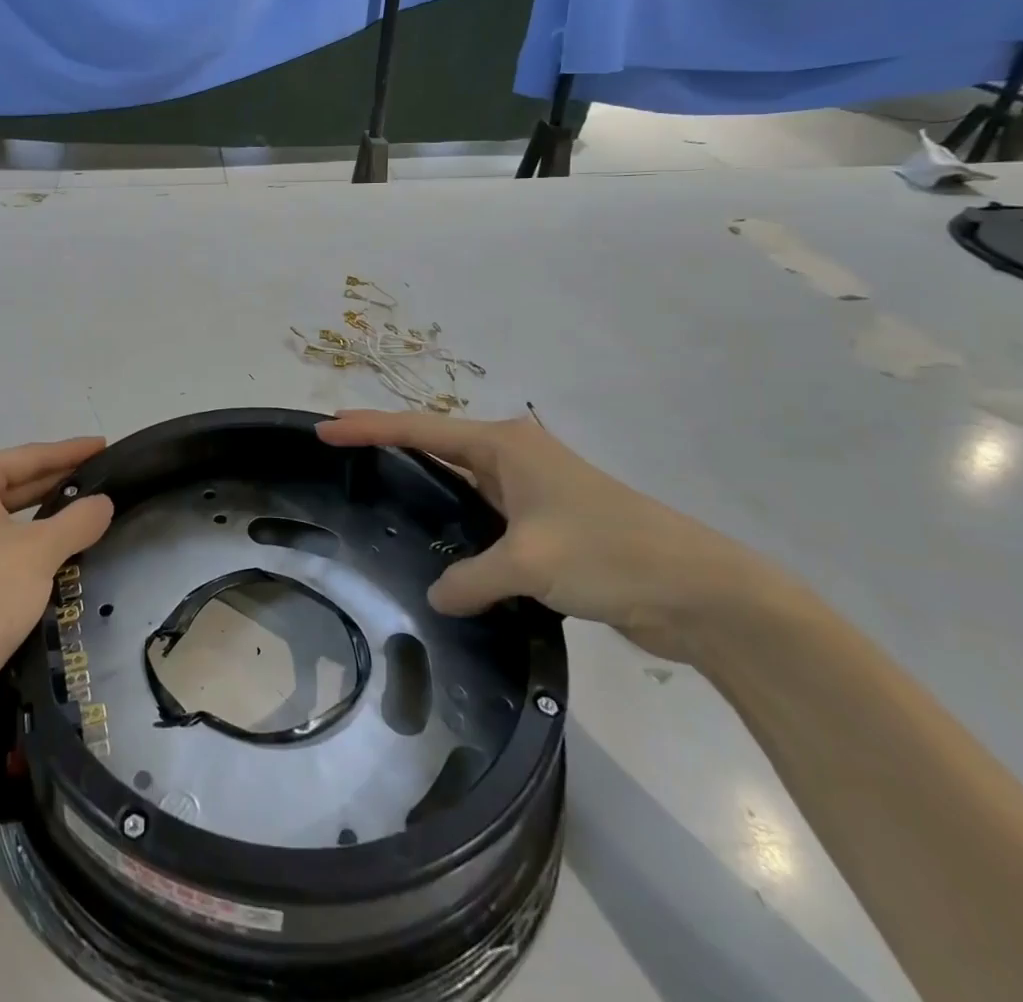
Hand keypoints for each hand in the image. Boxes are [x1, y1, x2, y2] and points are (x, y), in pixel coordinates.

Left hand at [0, 438, 114, 741]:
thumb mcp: (39, 553)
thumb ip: (78, 520)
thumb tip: (103, 502)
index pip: (28, 456)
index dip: (71, 452)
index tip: (106, 445)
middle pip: (12, 481)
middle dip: (57, 481)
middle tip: (102, 477)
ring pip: (2, 513)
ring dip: (41, 513)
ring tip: (85, 509)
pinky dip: (21, 538)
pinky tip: (51, 546)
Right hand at [318, 410, 768, 659]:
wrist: (698, 590)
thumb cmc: (608, 553)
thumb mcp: (529, 563)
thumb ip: (470, 578)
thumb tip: (438, 596)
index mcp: (504, 446)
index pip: (420, 429)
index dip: (368, 427)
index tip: (325, 428)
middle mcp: (513, 457)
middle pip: (434, 444)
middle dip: (386, 443)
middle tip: (339, 452)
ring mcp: (531, 489)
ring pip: (459, 479)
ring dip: (421, 481)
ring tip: (375, 489)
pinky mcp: (545, 523)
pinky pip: (482, 512)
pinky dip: (454, 518)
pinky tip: (436, 542)